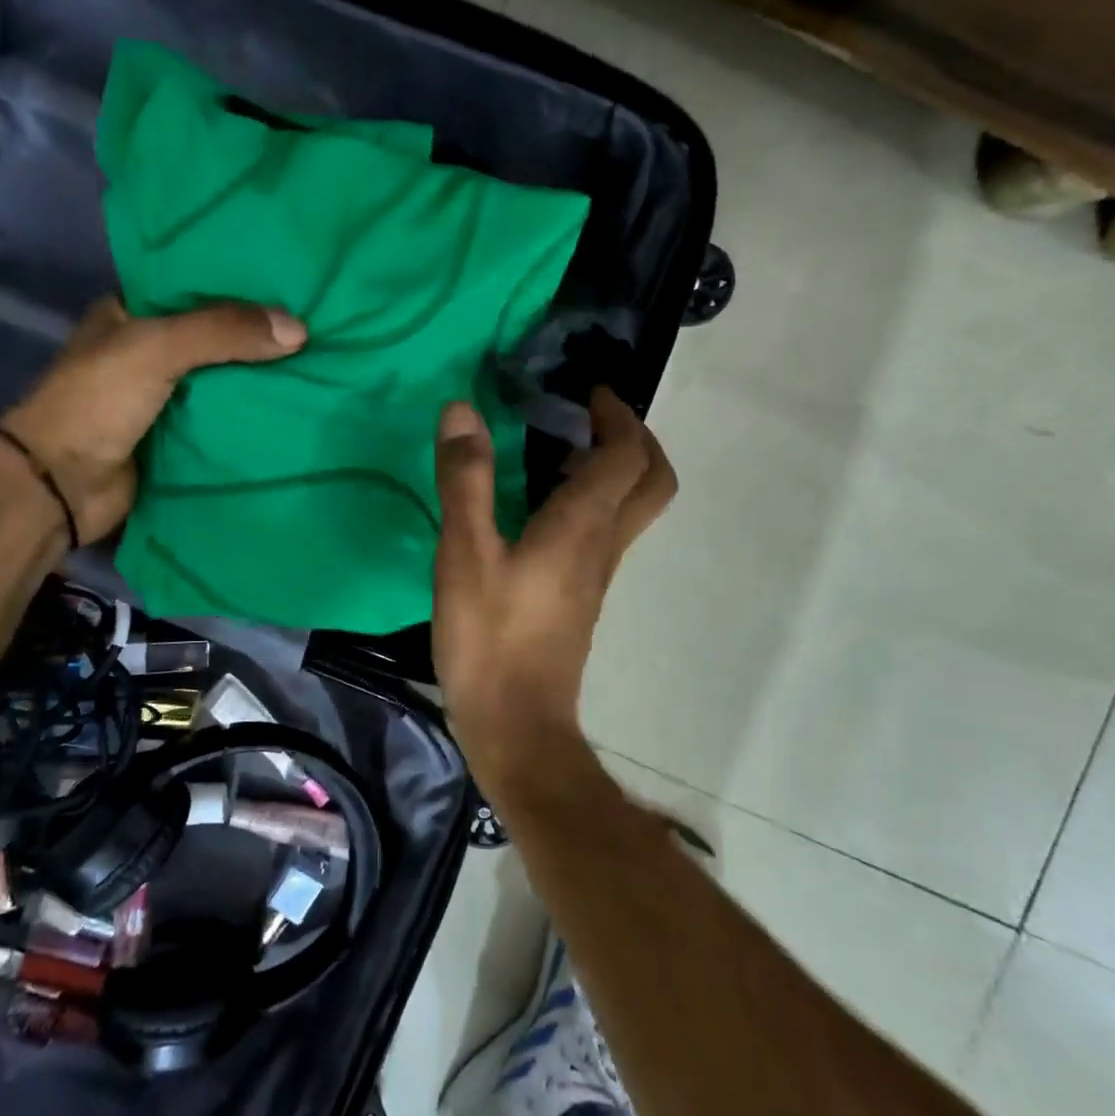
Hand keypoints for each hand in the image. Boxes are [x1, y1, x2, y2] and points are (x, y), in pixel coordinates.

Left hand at [0, 296, 306, 544]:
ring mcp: (162, 396)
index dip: (239, 283)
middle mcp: (146, 350)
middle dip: (259, 334)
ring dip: (260, 377)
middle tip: (317, 325)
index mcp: (129, 313)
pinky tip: (294, 407)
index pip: (193, 285)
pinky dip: (252, 415)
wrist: (62, 486)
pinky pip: (223, 418)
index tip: (291, 283)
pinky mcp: (176, 436)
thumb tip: (299, 330)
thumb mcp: (157, 348)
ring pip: (223, 378)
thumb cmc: (97, 402)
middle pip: (215, 335)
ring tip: (319, 362)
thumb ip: (224, 331)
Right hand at [431, 387, 676, 787]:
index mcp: (582, 526)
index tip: (588, 390)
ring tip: (561, 449)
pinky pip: (604, 530)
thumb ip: (465, 480)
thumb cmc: (489, 638)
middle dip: (634, 438)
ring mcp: (597, 574)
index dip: (616, 415)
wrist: (516, 724)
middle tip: (592, 415)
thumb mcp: (465, 554)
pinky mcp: (581, 595)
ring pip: (631, 507)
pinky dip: (591, 499)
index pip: (626, 455)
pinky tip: (541, 504)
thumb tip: (463, 410)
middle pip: (651, 481)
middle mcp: (603, 544)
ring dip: (614, 467)